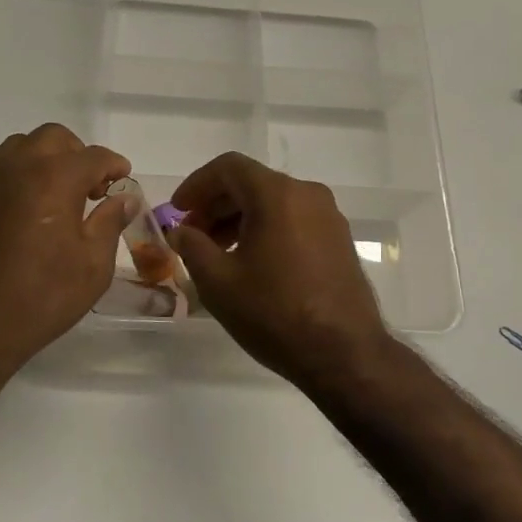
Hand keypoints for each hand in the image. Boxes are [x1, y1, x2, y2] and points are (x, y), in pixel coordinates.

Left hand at [0, 124, 135, 370]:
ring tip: (62, 194)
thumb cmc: (41, 297)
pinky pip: (4, 170)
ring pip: (23, 146)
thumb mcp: (92, 266)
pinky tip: (35, 211)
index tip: (124, 182)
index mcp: (55, 178)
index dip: (115, 166)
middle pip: (54, 138)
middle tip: (93, 187)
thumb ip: (110, 223)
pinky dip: (25, 175)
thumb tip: (124, 198)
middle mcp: (20, 168)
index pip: (94, 156)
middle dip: (79, 154)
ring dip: (48, 158)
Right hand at [169, 153, 393, 385]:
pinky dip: (266, 229)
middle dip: (216, 204)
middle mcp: (307, 194)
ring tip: (217, 253)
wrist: (344, 354)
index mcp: (278, 194)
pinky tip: (251, 263)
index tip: (177, 211)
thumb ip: (192, 246)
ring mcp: (329, 216)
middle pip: (252, 183)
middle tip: (191, 235)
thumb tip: (180, 231)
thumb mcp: (219, 282)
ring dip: (240, 219)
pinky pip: (294, 220)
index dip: (196, 184)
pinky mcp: (339, 240)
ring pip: (274, 202)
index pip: (228, 167)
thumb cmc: (274, 313)